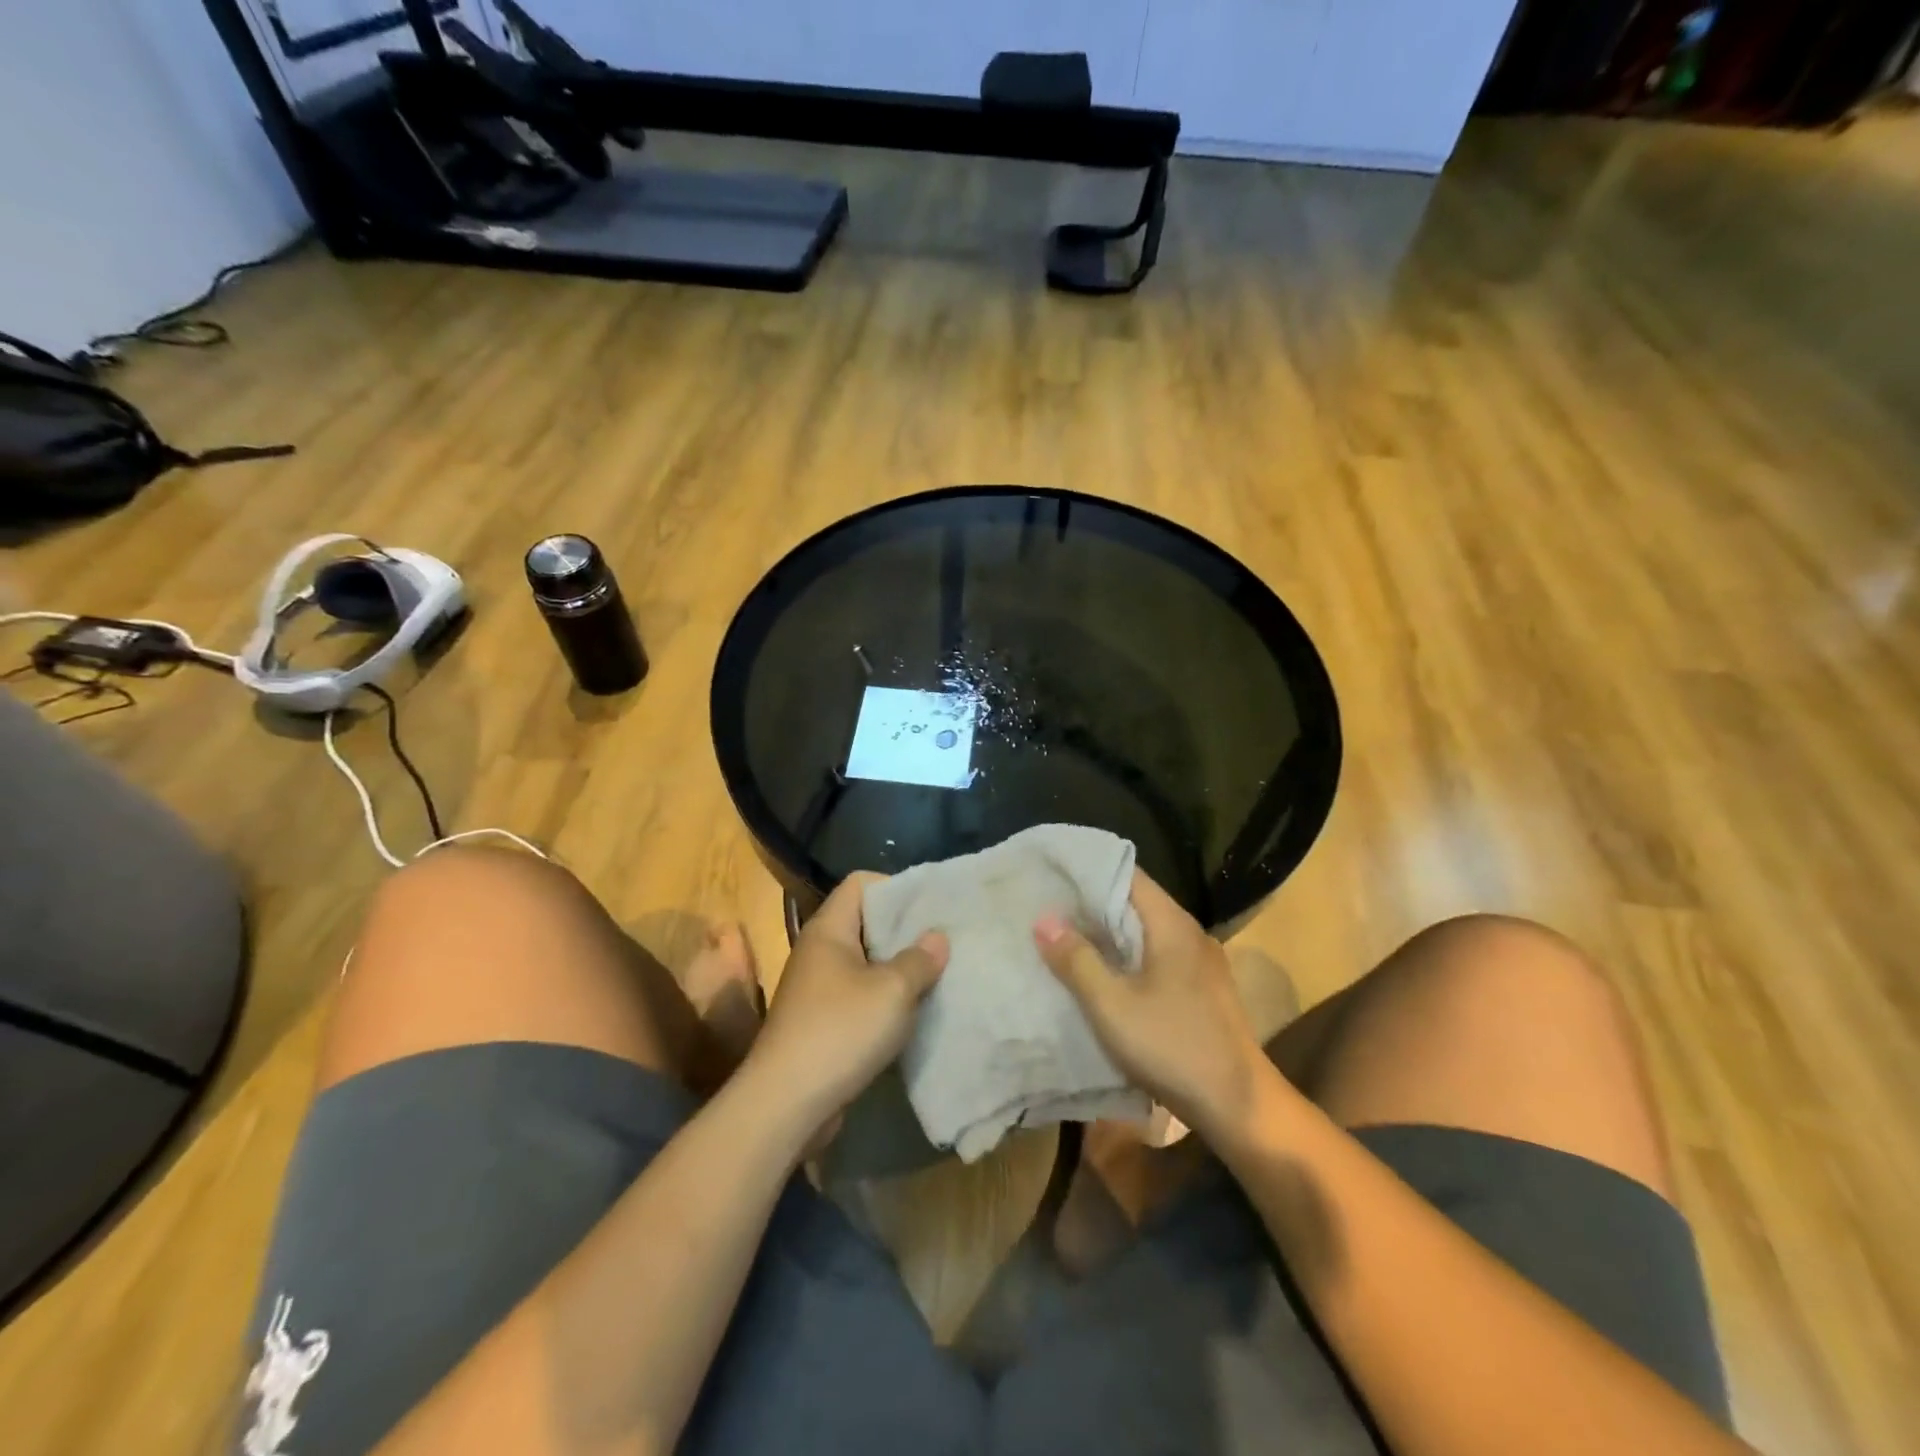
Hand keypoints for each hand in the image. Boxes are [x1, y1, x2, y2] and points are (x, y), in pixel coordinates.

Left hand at [750, 872, 947, 1132]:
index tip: (930, 907)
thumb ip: (919, 959)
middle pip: (865, 922)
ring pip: (866, 963)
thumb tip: (937, 937)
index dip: (895, 887)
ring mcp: (817, 989)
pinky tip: (913, 1014)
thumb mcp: (892, 991)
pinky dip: (885, 1000)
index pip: (860, 883)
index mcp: (828, 929)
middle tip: (944, 941)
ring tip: (937, 976)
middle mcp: (819, 952)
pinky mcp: (821, 1023)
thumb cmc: (840, 1032)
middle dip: (904, 930)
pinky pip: (859, 997)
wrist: (785, 1105)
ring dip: (898, 969)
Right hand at [1035, 870, 1266, 1136]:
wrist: (1239, 1106)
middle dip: (1090, 905)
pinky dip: (1126, 958)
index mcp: (1172, 924)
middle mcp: (1189, 933)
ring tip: (1063, 939)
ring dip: (1107, 935)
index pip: (1127, 874)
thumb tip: (1043, 919)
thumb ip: (1077, 960)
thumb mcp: (1112, 1006)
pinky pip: (1155, 958)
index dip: (1088, 872)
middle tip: (1046, 908)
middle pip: (1134, 903)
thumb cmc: (1173, 1047)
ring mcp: (1199, 963)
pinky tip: (1101, 976)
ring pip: (1144, 933)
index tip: (1051, 875)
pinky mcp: (1200, 990)